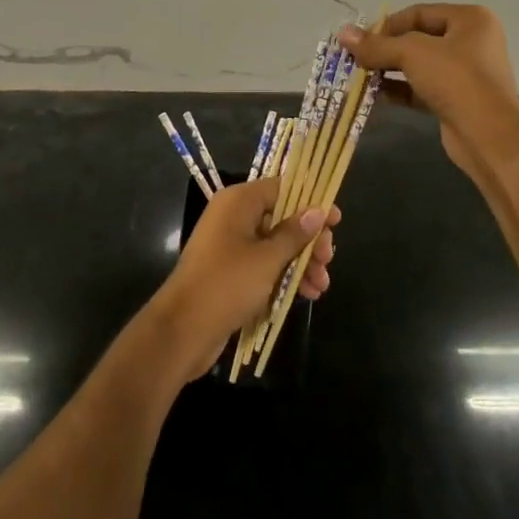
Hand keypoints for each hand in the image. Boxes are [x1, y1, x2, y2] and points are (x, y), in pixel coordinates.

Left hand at [150, 177, 340, 376]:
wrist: (183, 330)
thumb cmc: (227, 284)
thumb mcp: (268, 258)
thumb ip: (295, 233)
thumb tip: (318, 210)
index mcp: (239, 202)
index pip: (281, 188)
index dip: (310, 201)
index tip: (336, 220)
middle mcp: (234, 217)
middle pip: (281, 218)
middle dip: (308, 239)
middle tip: (328, 259)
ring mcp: (231, 245)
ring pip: (275, 245)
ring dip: (301, 262)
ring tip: (321, 286)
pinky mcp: (230, 272)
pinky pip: (264, 265)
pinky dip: (285, 276)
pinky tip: (307, 294)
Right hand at [340, 4, 518, 185]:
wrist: (489, 136)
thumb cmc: (455, 79)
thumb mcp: (412, 54)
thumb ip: (376, 45)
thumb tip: (343, 33)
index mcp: (470, 19)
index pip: (418, 13)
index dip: (387, 25)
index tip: (359, 40)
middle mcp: (471, 42)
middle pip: (418, 39)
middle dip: (385, 49)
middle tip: (355, 58)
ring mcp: (466, 73)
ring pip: (419, 65)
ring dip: (389, 70)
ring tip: (359, 76)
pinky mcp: (457, 100)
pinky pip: (422, 88)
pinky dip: (400, 89)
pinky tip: (375, 94)